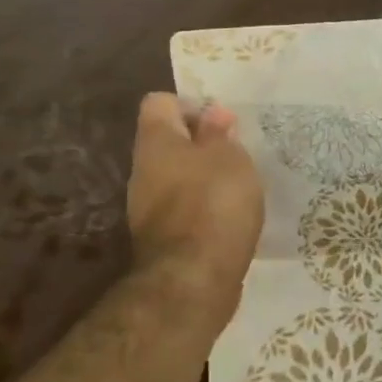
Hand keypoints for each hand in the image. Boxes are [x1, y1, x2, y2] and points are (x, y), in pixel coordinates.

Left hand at [126, 94, 263, 289]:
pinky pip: (182, 208)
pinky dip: (203, 207)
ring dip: (203, 177)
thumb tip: (212, 114)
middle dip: (200, 144)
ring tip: (238, 186)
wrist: (193, 278)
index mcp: (155, 142)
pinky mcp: (161, 237)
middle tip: (237, 153)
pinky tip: (228, 216)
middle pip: (167, 142)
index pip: (160, 103)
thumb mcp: (230, 158)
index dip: (191, 105)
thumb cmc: (215, 202)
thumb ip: (219, 134)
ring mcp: (146, 207)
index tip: (222, 122)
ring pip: (175, 177)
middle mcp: (143, 170)